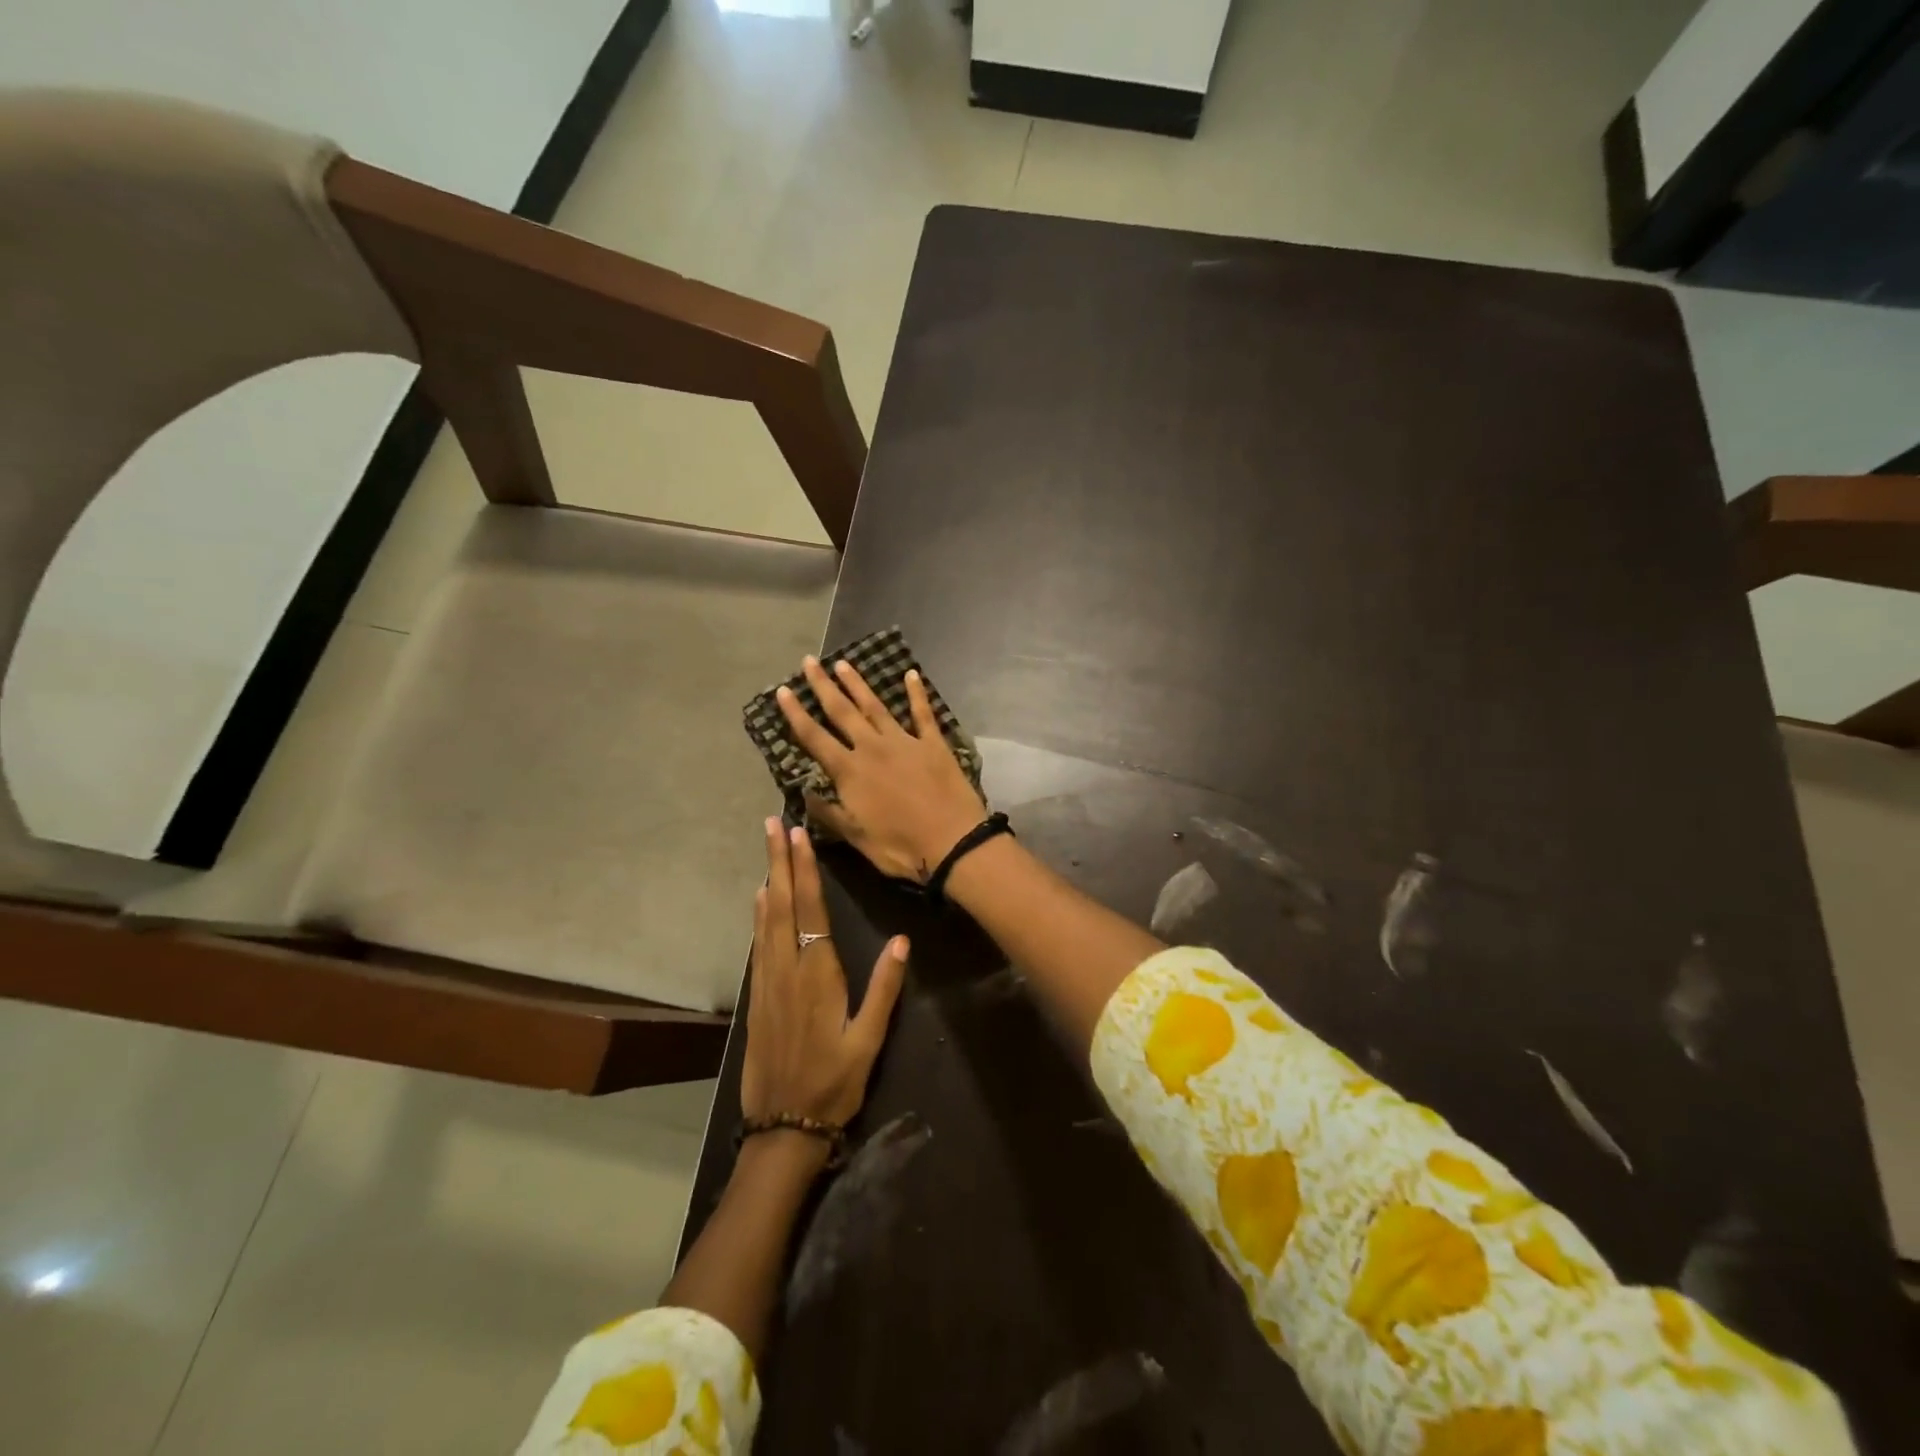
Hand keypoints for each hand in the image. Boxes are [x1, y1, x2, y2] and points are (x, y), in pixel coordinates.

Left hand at [742, 817, 907, 1129]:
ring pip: (765, 920)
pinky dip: (758, 915)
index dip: (805, 871)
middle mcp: (787, 969)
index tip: (798, 836)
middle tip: (772, 824)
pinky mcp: (756, 996)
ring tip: (767, 849)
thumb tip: (902, 940)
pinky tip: (760, 901)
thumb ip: (884, 988)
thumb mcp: (869, 1040)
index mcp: (817, 975)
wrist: (782, 1127)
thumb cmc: (834, 1083)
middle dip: (778, 862)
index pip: (810, 910)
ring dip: (768, 880)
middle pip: (782, 905)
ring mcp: (767, 982)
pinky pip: (757, 944)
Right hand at [776, 657, 987, 881]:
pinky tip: (911, 674)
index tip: (782, 691)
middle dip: (823, 686)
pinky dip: (917, 693)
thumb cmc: (901, 847)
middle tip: (809, 662)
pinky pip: (923, 713)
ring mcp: (905, 742)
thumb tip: (804, 793)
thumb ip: (829, 813)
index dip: (796, 714)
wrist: (953, 842)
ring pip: (876, 706)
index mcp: (850, 772)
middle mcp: (873, 748)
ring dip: (858, 684)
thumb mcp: (856, 838)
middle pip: (842, 712)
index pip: (815, 738)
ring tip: (843, 663)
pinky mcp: (933, 744)